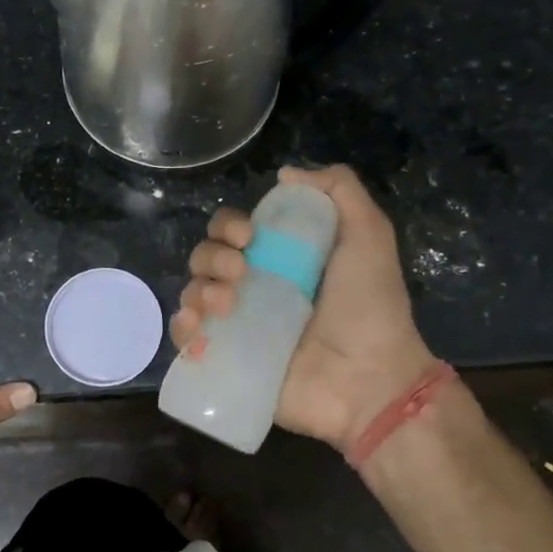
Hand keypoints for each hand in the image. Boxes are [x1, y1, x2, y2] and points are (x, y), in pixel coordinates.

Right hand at [171, 164, 448, 451]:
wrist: (370, 378)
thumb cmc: (369, 305)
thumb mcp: (368, 233)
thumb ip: (339, 190)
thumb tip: (286, 173)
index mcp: (279, 258)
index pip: (232, 230)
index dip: (230, 225)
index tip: (249, 236)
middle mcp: (253, 287)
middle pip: (205, 257)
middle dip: (212, 256)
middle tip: (241, 272)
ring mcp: (239, 326)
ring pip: (192, 293)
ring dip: (199, 290)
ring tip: (227, 305)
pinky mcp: (228, 361)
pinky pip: (187, 339)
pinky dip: (182, 329)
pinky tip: (197, 328)